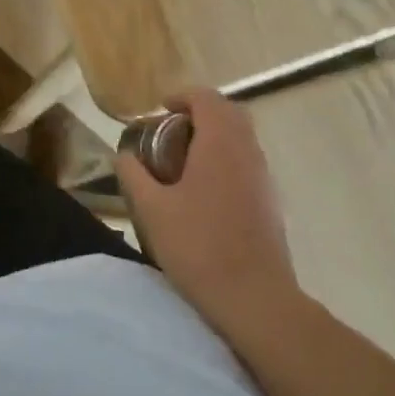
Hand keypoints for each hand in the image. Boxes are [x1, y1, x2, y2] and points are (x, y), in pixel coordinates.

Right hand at [117, 89, 297, 321]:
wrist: (255, 299)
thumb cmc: (198, 246)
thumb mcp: (151, 209)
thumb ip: (133, 175)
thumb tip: (124, 156)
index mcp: (220, 145)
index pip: (207, 99)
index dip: (182, 96)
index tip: (160, 109)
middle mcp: (248, 153)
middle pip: (230, 113)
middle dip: (200, 112)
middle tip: (171, 129)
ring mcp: (264, 179)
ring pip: (242, 139)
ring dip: (214, 136)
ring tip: (182, 158)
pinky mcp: (270, 203)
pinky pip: (247, 163)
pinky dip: (225, 159)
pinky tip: (203, 189)